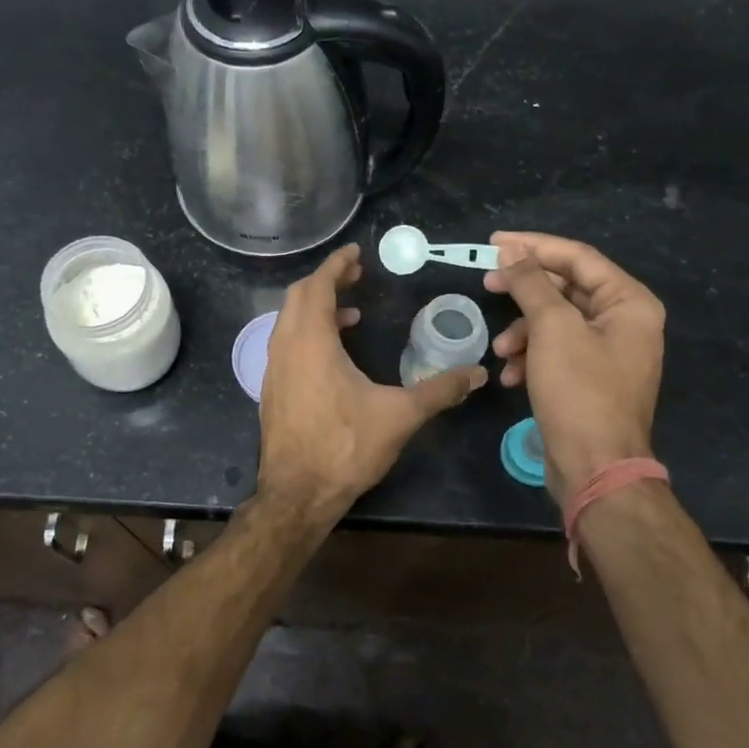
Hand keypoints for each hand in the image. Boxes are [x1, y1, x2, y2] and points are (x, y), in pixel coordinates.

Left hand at [257, 244, 485, 526]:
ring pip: (288, 322)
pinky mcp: (271, 391)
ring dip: (316, 310)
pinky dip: (307, 334)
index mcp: (310, 342)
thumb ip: (439, 390)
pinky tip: (334, 357)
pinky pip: (286, 345)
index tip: (355, 253)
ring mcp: (273, 370)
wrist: (297, 494)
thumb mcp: (399, 416)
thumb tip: (477, 374)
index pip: (317, 286)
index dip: (336, 265)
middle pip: (297, 297)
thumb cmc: (345, 447)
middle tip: (355, 277)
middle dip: (326, 281)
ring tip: (351, 316)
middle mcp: (284, 347)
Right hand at [482, 231, 664, 499]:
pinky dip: (532, 358)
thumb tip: (512, 250)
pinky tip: (511, 377)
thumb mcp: (552, 330)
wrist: (595, 468)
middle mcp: (625, 322)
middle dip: (525, 291)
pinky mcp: (590, 379)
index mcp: (629, 303)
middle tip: (488, 285)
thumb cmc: (579, 392)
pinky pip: (557, 352)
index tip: (493, 242)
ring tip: (501, 350)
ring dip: (523, 332)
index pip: (578, 257)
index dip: (534, 246)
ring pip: (556, 322)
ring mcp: (609, 352)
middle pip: (566, 288)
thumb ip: (532, 284)